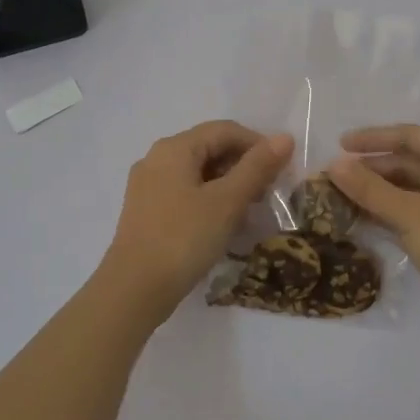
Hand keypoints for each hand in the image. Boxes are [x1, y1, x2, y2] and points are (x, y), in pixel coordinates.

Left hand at [101, 121, 292, 317]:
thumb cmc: (184, 238)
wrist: (134, 290)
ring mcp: (148, 186)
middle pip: (209, 149)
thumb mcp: (227, 202)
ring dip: (228, 185)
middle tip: (268, 192)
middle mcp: (157, 159)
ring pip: (198, 173)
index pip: (224, 130)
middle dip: (243, 166)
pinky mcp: (146, 212)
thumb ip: (257, 167)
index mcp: (174, 148)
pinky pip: (185, 193)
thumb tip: (284, 138)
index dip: (257, 144)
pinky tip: (224, 224)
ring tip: (250, 210)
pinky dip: (209, 200)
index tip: (281, 170)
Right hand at [328, 125, 419, 335]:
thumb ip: (370, 188)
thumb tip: (334, 164)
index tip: (341, 145)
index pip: (411, 135)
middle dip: (374, 167)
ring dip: (382, 190)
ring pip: (415, 187)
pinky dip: (395, 209)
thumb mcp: (408, 214)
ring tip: (346, 197)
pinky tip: (368, 218)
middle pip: (412, 160)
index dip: (374, 138)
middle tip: (338, 176)